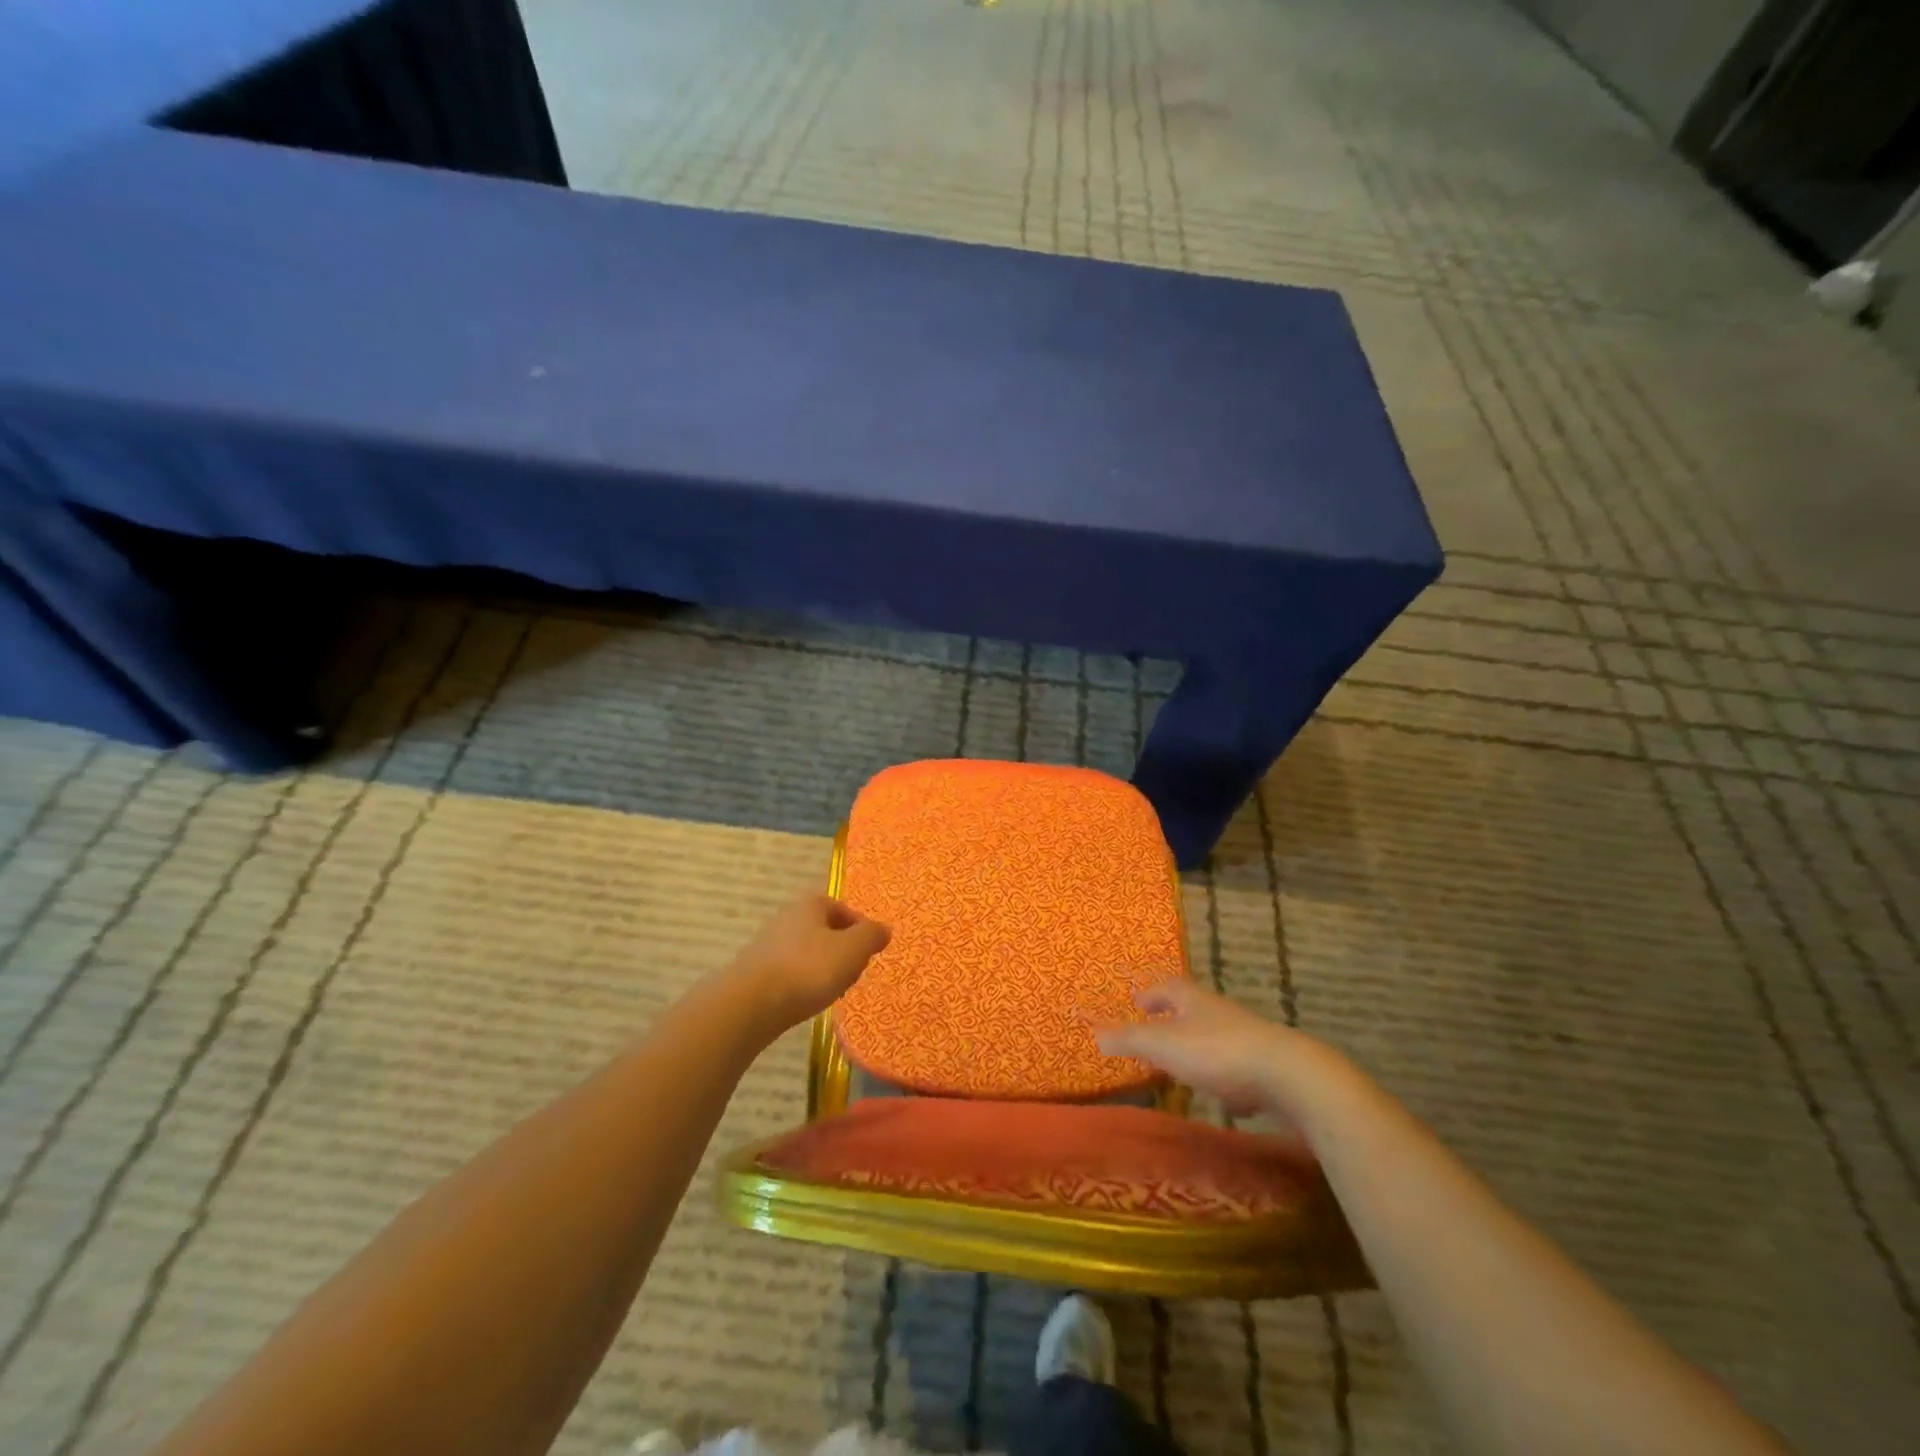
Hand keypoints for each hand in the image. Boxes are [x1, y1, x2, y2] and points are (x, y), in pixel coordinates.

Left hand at [727, 895, 891, 1033]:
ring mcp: (768, 944)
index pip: (844, 909)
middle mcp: (787, 917)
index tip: (869, 953)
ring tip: (831, 991)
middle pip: (825, 930)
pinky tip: (805, 1000)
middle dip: (842, 950)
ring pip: (807, 952)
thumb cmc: (809, 969)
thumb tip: (883, 929)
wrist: (751, 1004)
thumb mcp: (852, 950)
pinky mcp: (755, 970)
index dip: (861, 930)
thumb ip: (871, 936)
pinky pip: (789, 971)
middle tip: (852, 973)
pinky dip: (801, 983)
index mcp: (811, 905)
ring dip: (822, 968)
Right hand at [1095, 980, 1344, 1127]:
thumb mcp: (1163, 1045)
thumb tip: (1094, 1032)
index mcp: (1193, 999)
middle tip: (1155, 1033)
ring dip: (1198, 1047)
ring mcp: (1246, 1038)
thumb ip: (1129, 1040)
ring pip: (1215, 1037)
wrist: (1288, 1076)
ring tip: (1183, 1066)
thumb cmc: (1217, 1051)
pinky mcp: (1266, 1067)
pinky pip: (1238, 1067)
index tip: (1137, 1002)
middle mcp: (1219, 1012)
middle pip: (1192, 1009)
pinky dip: (1226, 1076)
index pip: (1167, 987)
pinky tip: (1225, 1097)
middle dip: (1173, 1019)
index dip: (1150, 994)